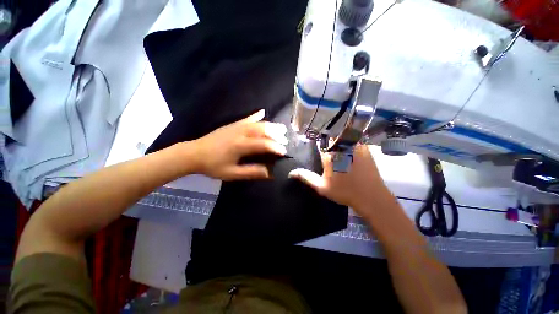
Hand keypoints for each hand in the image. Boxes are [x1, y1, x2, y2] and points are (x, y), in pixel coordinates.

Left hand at [190, 109, 287, 179]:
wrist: (193, 153)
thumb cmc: (213, 166)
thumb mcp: (232, 174)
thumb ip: (252, 172)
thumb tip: (269, 173)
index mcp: (240, 145)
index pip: (263, 144)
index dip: (275, 147)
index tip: (284, 152)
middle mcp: (241, 133)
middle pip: (263, 130)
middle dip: (276, 134)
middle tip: (285, 140)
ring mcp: (236, 126)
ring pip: (257, 123)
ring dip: (271, 125)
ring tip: (281, 128)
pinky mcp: (232, 124)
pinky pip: (246, 118)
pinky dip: (256, 115)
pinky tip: (262, 112)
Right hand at [289, 144, 389, 212]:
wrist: (370, 196)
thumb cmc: (344, 192)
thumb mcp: (322, 187)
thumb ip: (306, 177)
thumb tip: (291, 172)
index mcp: (329, 155)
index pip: (319, 142)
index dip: (317, 143)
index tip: (317, 145)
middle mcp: (340, 147)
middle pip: (331, 138)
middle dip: (328, 141)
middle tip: (329, 149)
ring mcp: (354, 146)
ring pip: (342, 136)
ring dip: (339, 140)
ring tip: (339, 148)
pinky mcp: (364, 148)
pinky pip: (354, 139)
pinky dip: (350, 141)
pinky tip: (350, 149)